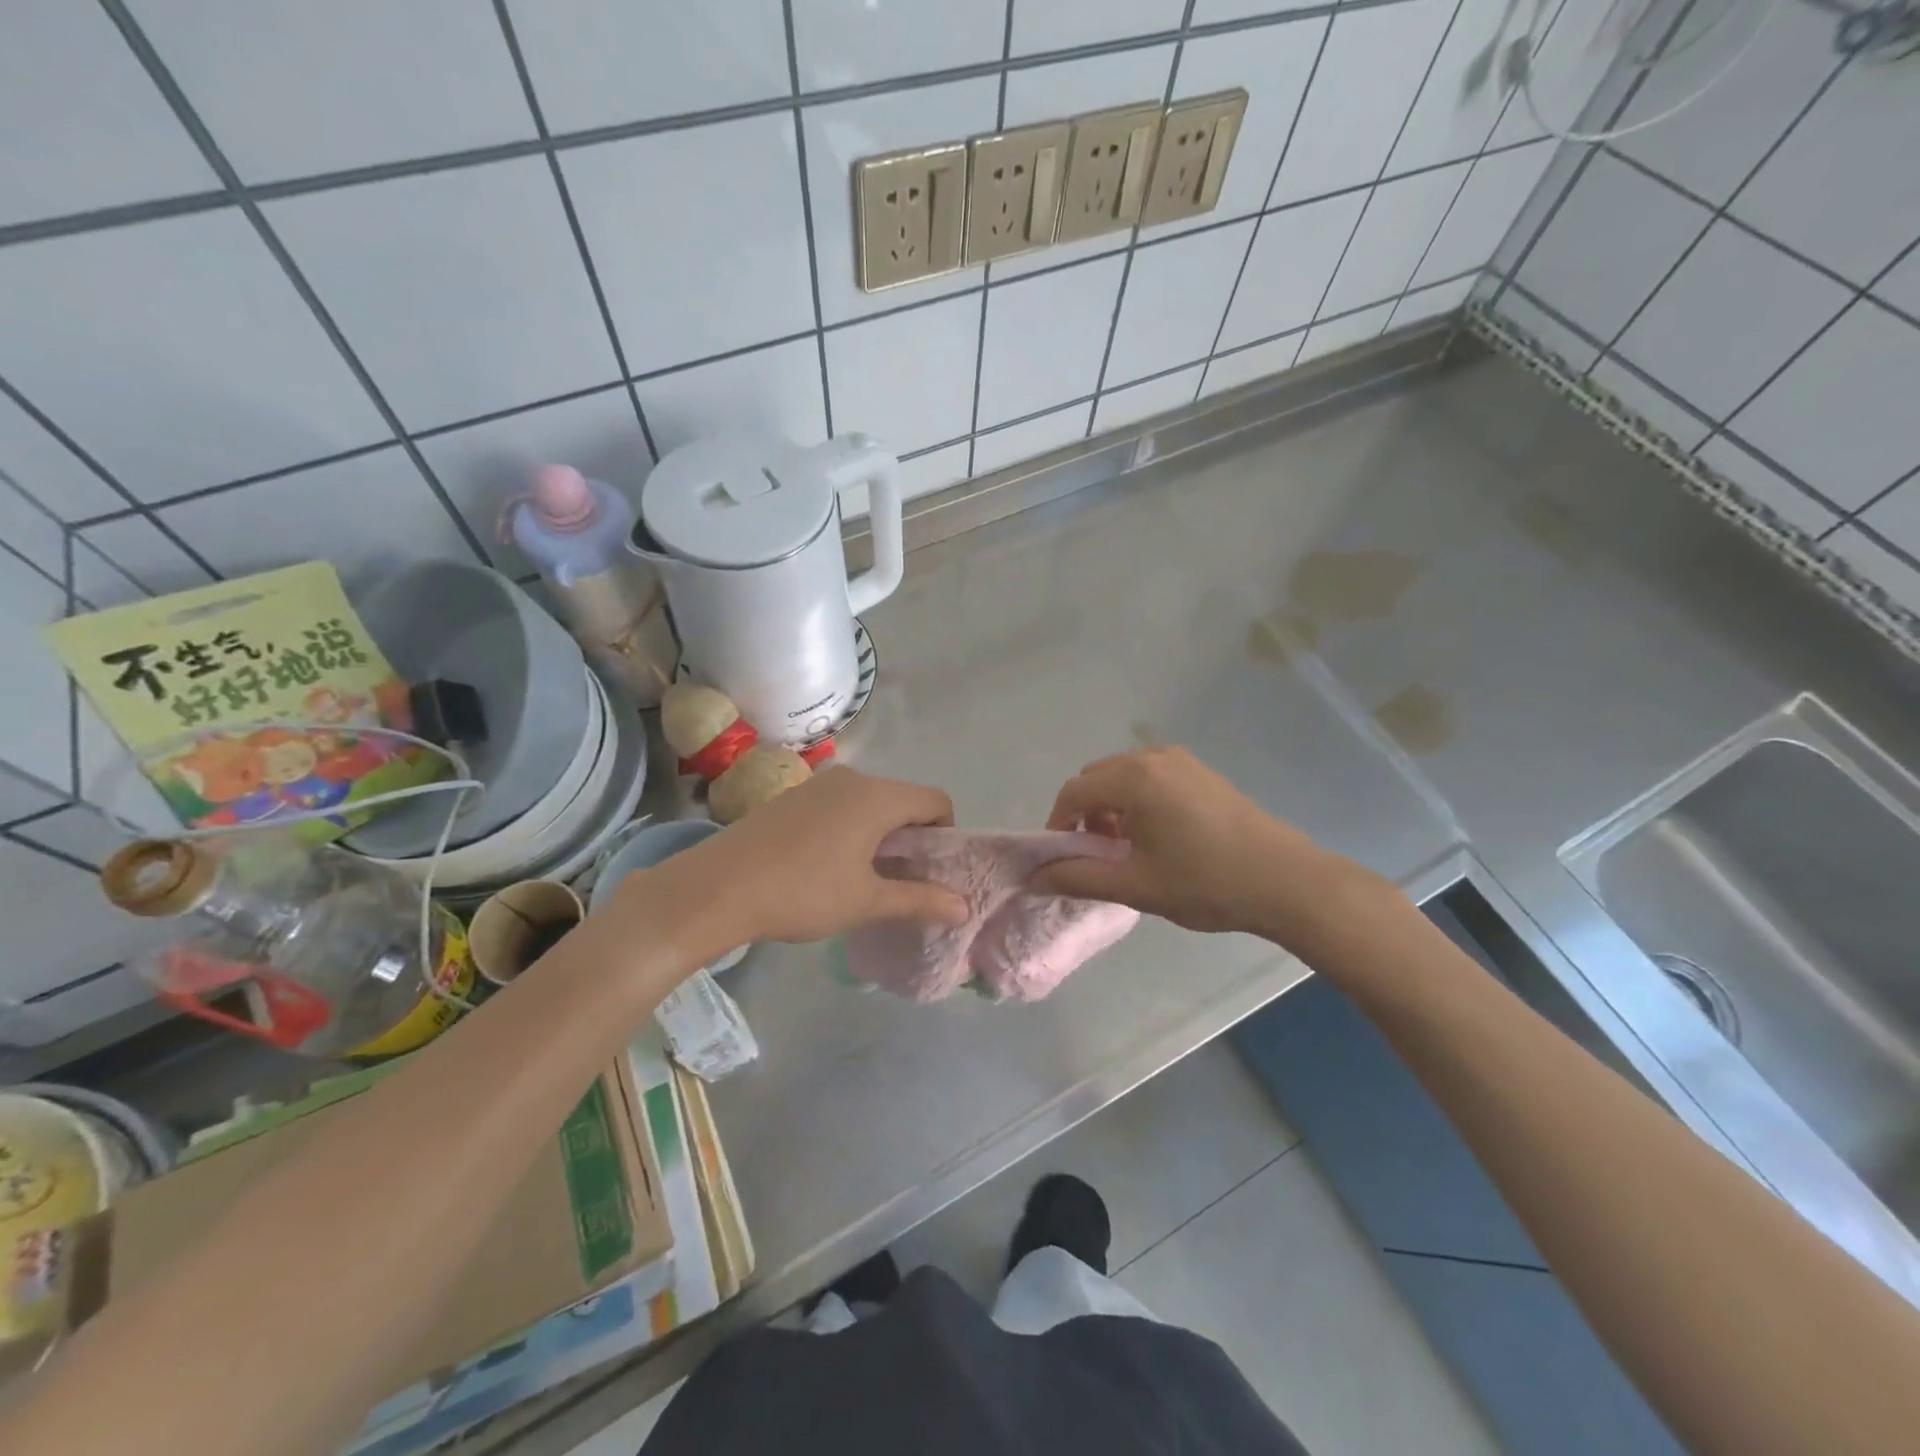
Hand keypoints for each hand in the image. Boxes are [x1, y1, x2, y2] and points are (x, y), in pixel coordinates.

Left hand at [640, 767, 969, 950]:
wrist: (717, 888)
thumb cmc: (803, 892)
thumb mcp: (867, 901)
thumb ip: (919, 900)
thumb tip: (964, 908)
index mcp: (877, 796)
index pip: (936, 800)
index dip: (946, 834)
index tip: (932, 871)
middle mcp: (852, 779)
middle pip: (903, 799)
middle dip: (913, 836)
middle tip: (902, 880)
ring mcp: (818, 784)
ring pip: (870, 802)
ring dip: (881, 833)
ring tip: (865, 876)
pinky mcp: (793, 797)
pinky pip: (840, 805)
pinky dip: (851, 828)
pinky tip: (829, 864)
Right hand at [1031, 746, 1361, 941]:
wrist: (1285, 880)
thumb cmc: (1205, 883)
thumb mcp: (1134, 886)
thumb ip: (1077, 878)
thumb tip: (1033, 879)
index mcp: (1133, 779)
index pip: (1073, 792)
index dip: (1058, 825)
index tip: (1064, 859)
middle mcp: (1152, 757)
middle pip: (1095, 778)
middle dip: (1084, 813)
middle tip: (1096, 855)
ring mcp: (1181, 760)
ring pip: (1122, 775)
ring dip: (1110, 806)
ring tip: (1127, 847)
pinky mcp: (1200, 771)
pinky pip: (1149, 775)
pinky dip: (1136, 799)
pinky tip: (1157, 835)